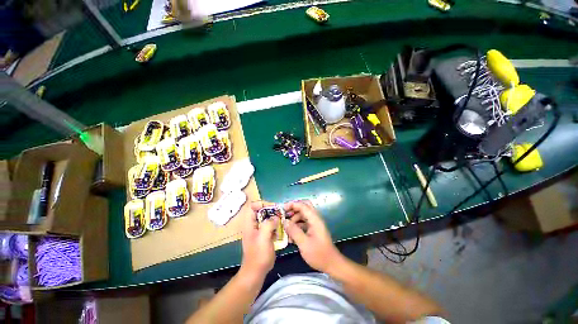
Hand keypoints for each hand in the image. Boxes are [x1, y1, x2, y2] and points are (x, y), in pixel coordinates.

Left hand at [240, 201, 278, 275]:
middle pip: (261, 211)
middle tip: (280, 213)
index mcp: (249, 223)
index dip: (262, 204)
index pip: (253, 206)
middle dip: (271, 210)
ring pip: (266, 218)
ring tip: (282, 219)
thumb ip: (268, 224)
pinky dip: (275, 225)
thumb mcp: (263, 238)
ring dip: (274, 217)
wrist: (256, 272)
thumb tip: (275, 217)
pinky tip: (281, 228)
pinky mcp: (264, 235)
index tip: (273, 207)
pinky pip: (270, 225)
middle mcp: (253, 224)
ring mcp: (259, 230)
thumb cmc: (258, 255)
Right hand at [283, 201, 344, 272]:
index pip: (303, 206)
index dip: (292, 204)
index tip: (282, 209)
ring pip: (303, 215)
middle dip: (293, 209)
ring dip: (294, 219)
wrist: (332, 264)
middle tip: (284, 215)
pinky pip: (303, 223)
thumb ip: (294, 231)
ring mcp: (315, 224)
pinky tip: (291, 235)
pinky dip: (297, 226)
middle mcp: (315, 219)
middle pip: (304, 207)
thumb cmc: (319, 254)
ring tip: (286, 229)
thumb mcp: (304, 244)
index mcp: (314, 219)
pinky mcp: (313, 230)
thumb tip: (284, 221)